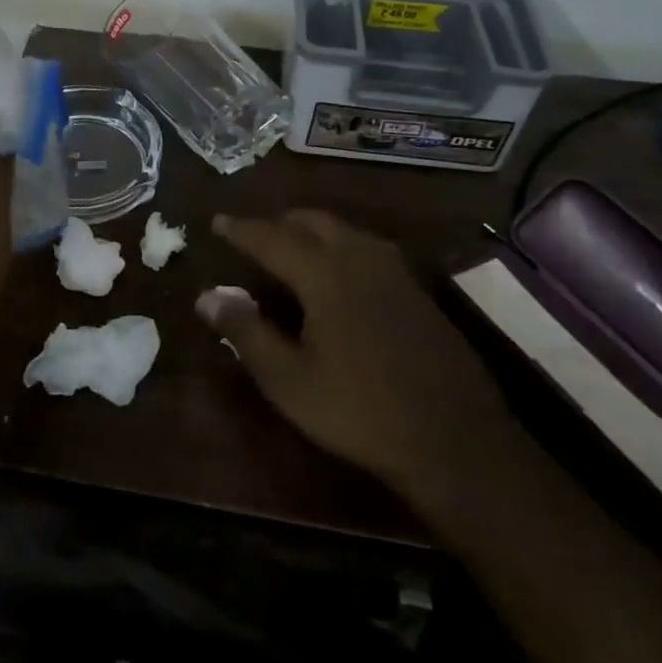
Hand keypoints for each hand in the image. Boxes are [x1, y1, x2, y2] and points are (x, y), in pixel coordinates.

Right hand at [202, 210, 518, 511]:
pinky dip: (340, 245)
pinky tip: (339, 273)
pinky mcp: (417, 291)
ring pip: (345, 230)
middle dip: (278, 222)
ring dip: (311, 230)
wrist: (455, 441)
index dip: (241, 229)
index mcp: (324, 273)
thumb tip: (206, 296)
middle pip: (312, 221)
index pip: (271, 237)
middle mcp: (360, 258)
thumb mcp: (288, 379)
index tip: (217, 221)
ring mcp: (395, 273)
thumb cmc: (358, 411)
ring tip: (291, 247)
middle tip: (253, 236)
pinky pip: (368, 248)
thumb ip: (245, 331)